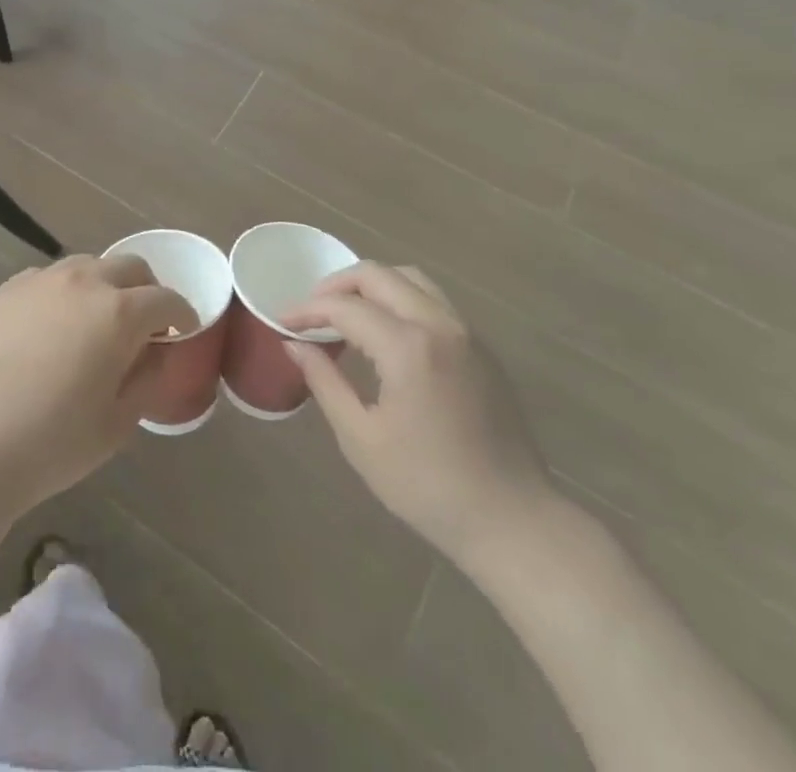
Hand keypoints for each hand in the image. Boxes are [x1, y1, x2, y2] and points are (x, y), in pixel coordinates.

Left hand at [0, 254, 199, 523]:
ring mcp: (39, 280)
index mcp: (118, 312)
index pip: (166, 299)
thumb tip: (158, 350)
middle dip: (146, 291)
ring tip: (95, 323)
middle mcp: (82, 281)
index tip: (181, 332)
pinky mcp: (6, 290)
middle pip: (130, 267)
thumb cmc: (55, 443)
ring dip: (104, 286)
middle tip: (143, 326)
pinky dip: (63, 293)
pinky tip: (51, 328)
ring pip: (87, 265)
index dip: (181, 314)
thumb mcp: (120, 420)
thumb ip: (150, 375)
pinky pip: (48, 278)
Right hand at [282, 264, 560, 570]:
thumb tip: (294, 344)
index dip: (307, 310)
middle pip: (379, 275)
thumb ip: (324, 382)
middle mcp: (439, 325)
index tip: (283, 322)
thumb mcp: (361, 438)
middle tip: (311, 311)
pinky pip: (433, 301)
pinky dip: (400, 300)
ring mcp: (466, 333)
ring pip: (411, 279)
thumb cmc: (428, 486)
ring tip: (346, 313)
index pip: (345, 307)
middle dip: (337, 285)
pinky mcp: (481, 347)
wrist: (513, 521)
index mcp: (408, 347)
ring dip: (372, 285)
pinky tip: (385, 333)